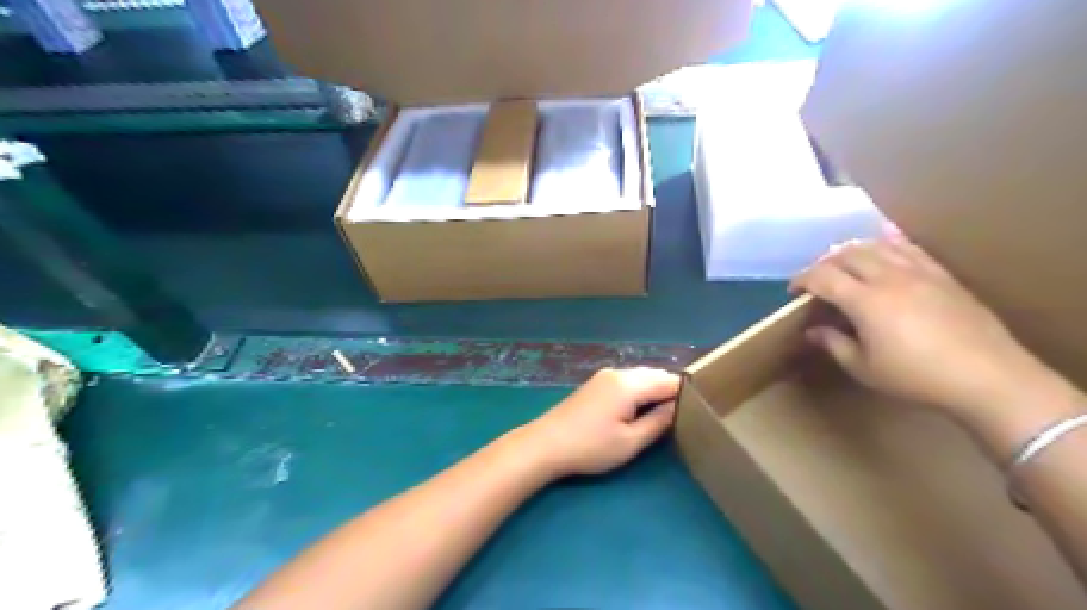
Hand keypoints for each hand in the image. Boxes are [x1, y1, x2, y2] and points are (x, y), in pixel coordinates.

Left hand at [514, 369, 675, 477]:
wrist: (546, 443)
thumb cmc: (591, 447)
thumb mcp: (630, 441)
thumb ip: (658, 422)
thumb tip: (678, 408)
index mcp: (630, 384)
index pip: (669, 381)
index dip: (687, 394)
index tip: (701, 409)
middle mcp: (619, 373)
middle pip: (655, 375)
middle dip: (671, 390)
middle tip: (686, 413)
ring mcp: (605, 376)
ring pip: (641, 376)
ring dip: (655, 390)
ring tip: (666, 413)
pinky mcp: (596, 383)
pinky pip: (627, 380)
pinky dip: (640, 390)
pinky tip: (641, 408)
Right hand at [792, 237, 1061, 418]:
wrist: (988, 377)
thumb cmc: (917, 377)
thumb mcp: (864, 368)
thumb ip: (834, 344)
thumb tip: (812, 331)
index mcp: (865, 301)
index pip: (823, 277)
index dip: (802, 279)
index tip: (793, 290)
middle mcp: (889, 278)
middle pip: (847, 255)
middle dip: (824, 263)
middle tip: (816, 279)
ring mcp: (918, 272)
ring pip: (877, 246)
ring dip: (853, 250)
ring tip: (844, 262)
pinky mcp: (941, 275)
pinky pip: (910, 247)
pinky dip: (890, 241)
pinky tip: (884, 239)